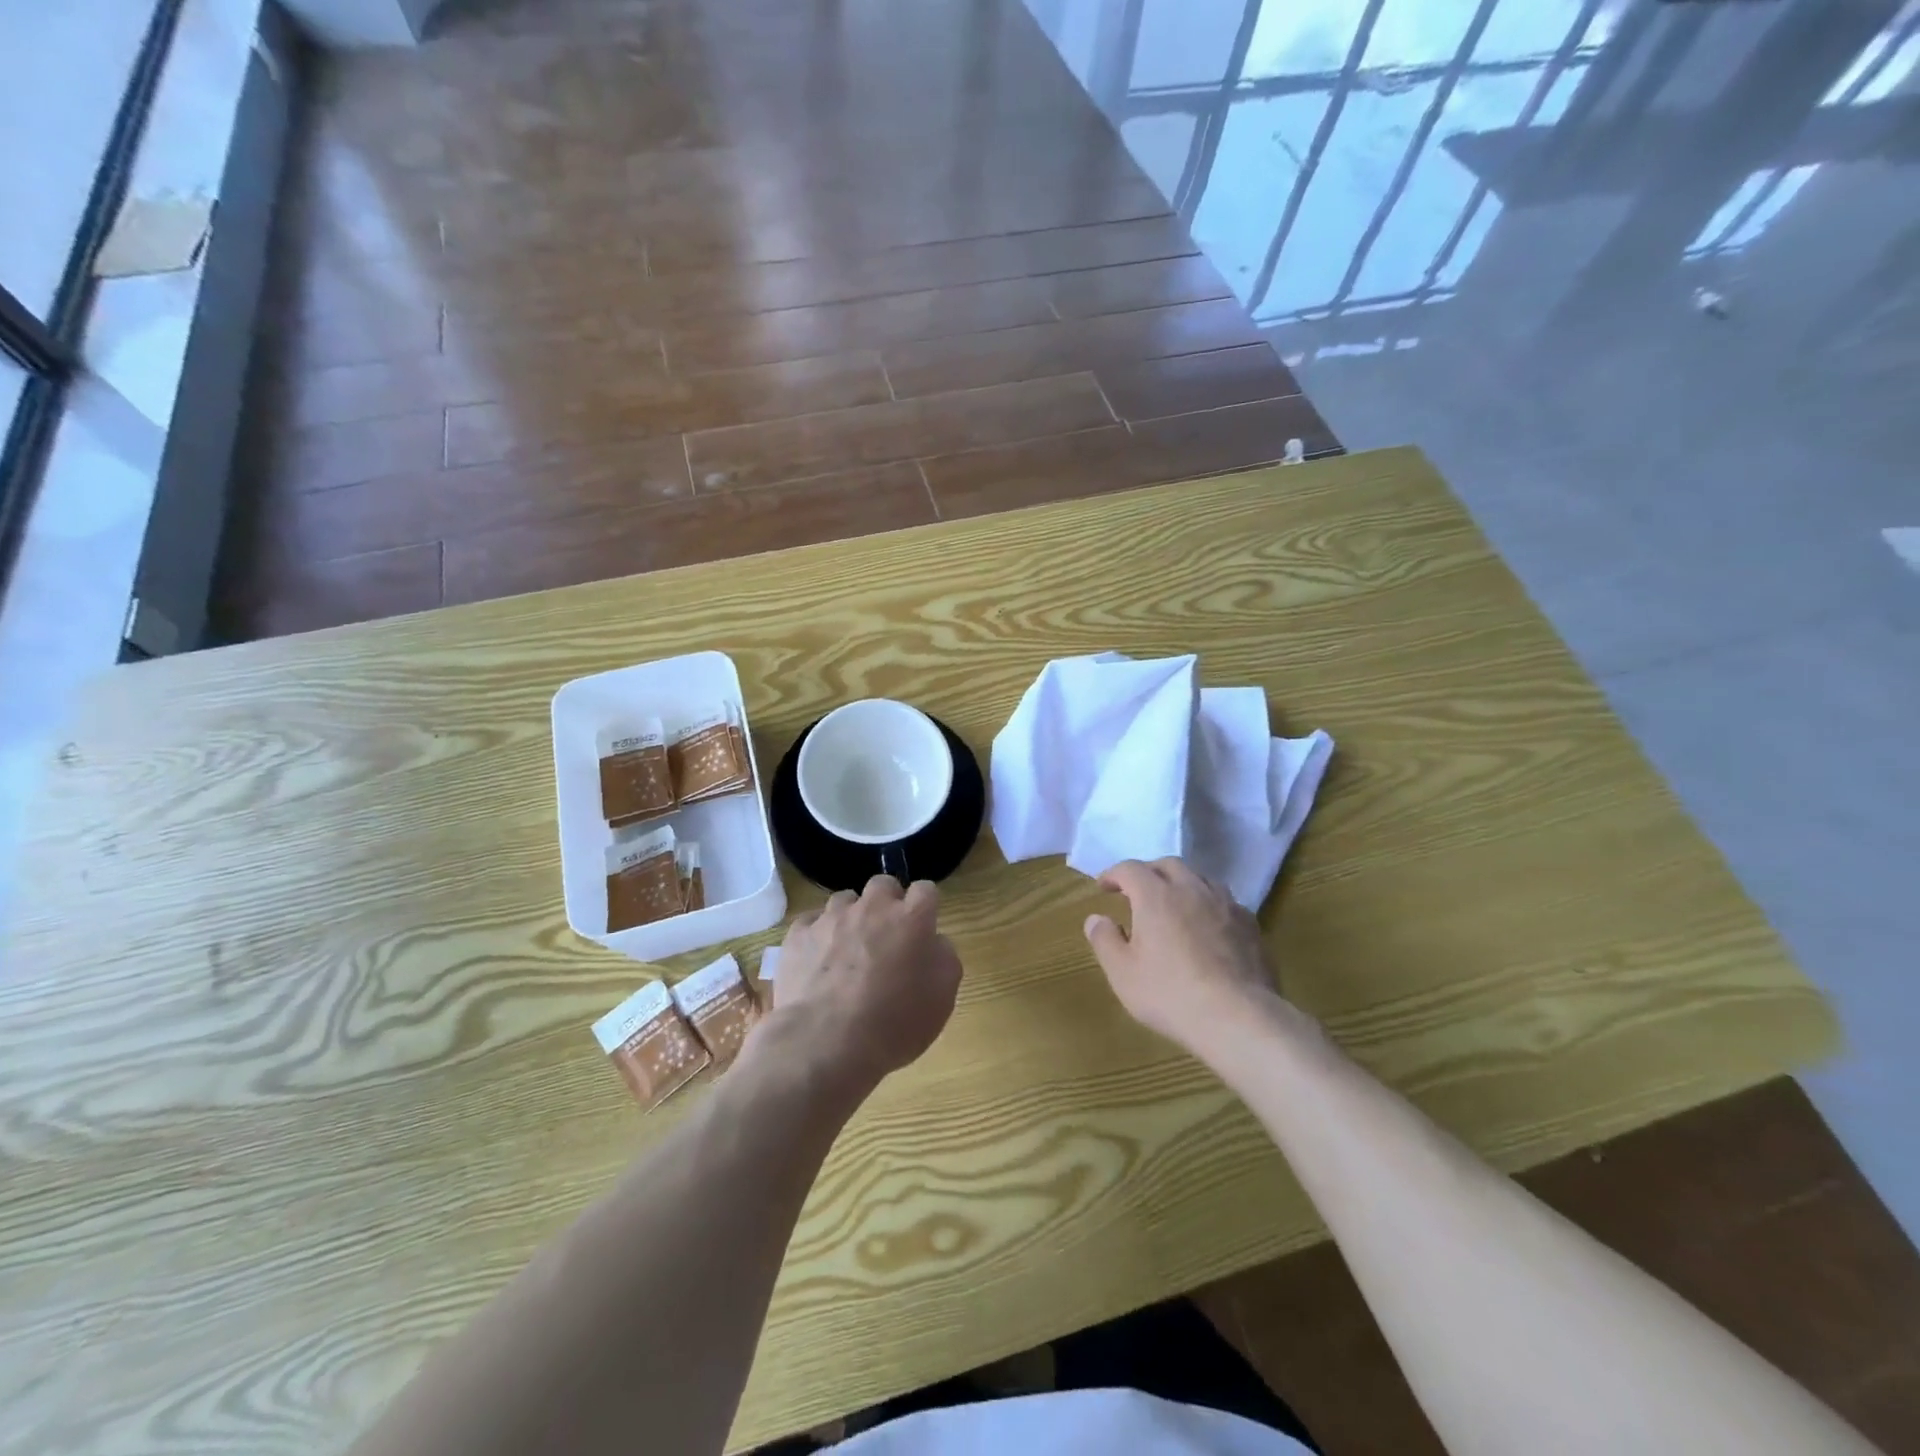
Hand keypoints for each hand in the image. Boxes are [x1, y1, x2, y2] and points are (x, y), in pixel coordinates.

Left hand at [766, 876, 962, 1090]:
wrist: (824, 1043)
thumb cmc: (893, 1024)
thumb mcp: (942, 999)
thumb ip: (944, 958)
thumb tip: (933, 942)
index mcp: (911, 918)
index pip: (926, 890)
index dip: (925, 907)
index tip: (923, 929)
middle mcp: (872, 907)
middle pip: (883, 885)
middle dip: (887, 903)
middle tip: (886, 937)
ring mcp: (831, 918)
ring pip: (844, 901)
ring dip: (851, 918)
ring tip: (847, 952)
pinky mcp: (798, 934)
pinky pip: (811, 923)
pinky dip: (817, 936)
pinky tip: (818, 962)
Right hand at [1084, 858, 1278, 1057]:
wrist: (1238, 1017)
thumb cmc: (1170, 994)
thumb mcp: (1123, 973)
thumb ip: (1104, 940)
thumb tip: (1096, 919)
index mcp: (1156, 895)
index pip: (1130, 869)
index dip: (1114, 874)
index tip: (1104, 886)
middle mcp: (1191, 889)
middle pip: (1168, 865)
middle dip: (1149, 872)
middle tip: (1138, 891)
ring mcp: (1225, 904)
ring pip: (1200, 878)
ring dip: (1181, 883)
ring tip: (1174, 903)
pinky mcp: (1250, 924)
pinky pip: (1224, 901)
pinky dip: (1208, 904)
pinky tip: (1207, 925)